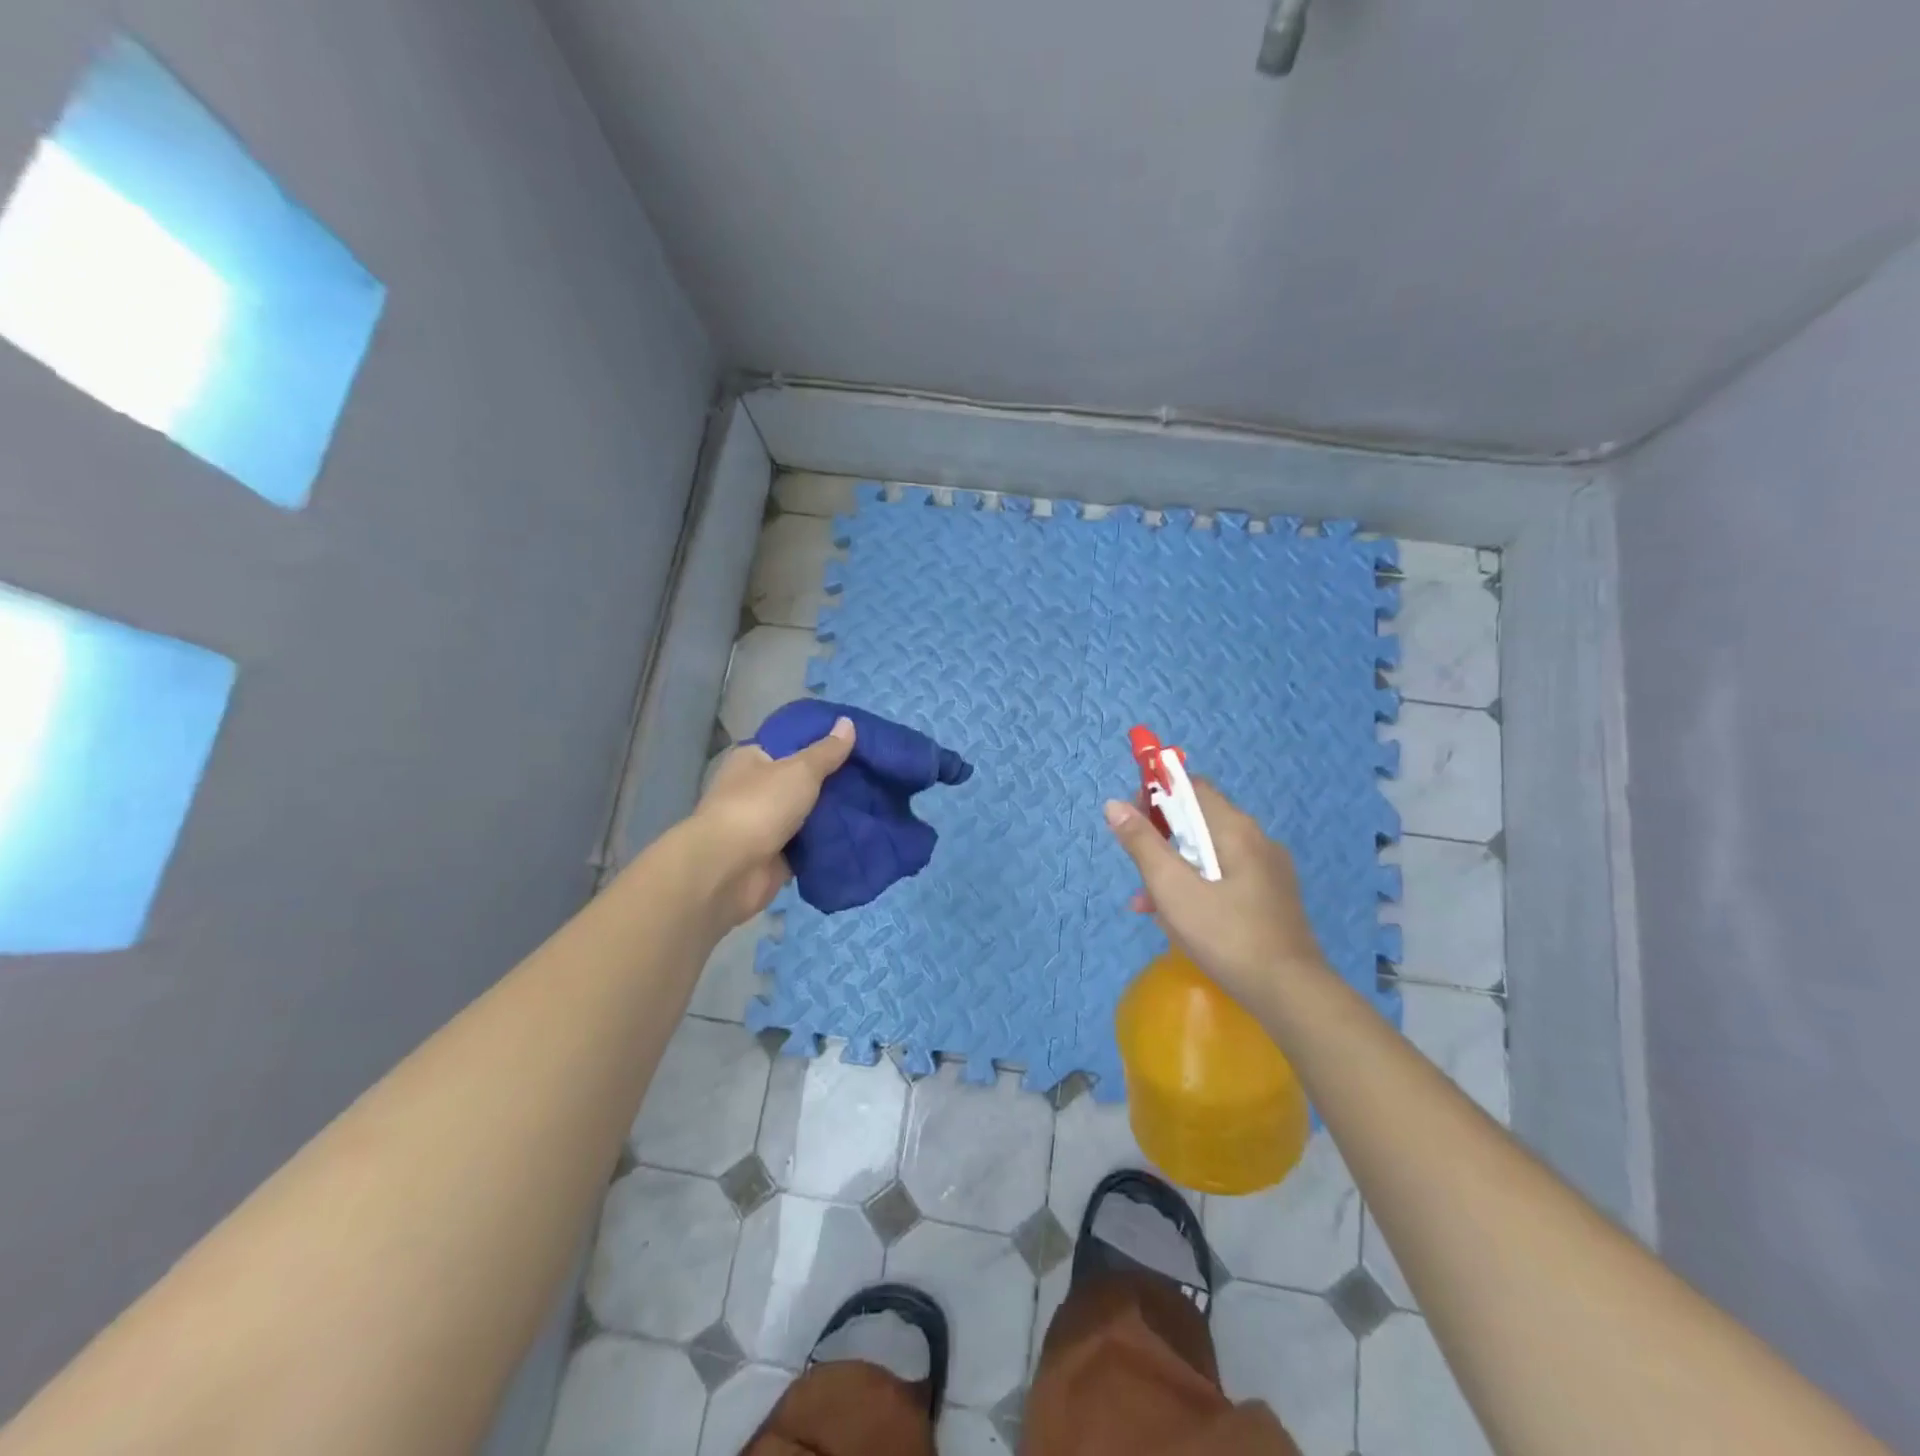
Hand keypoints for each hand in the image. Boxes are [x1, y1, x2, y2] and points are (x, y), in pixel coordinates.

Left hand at [682, 716, 856, 927]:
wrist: (730, 870)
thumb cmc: (760, 806)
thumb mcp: (800, 769)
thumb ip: (827, 750)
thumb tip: (848, 722)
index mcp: (753, 759)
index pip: (791, 744)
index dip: (822, 743)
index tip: (858, 744)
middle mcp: (755, 789)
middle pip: (801, 781)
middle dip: (833, 781)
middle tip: (872, 776)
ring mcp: (764, 824)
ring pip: (807, 814)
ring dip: (832, 814)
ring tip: (874, 804)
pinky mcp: (774, 856)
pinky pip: (807, 845)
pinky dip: (826, 842)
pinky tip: (858, 835)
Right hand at [1103, 779, 1329, 1004]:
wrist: (1290, 994)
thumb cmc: (1225, 935)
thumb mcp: (1172, 888)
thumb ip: (1142, 844)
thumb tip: (1114, 804)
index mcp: (1235, 829)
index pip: (1192, 787)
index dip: (1158, 794)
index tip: (1133, 822)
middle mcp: (1257, 840)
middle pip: (1199, 821)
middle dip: (1162, 840)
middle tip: (1138, 871)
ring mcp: (1268, 871)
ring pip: (1209, 855)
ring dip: (1174, 870)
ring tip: (1147, 905)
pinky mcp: (1271, 899)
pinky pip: (1225, 878)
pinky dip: (1197, 887)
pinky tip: (1177, 921)